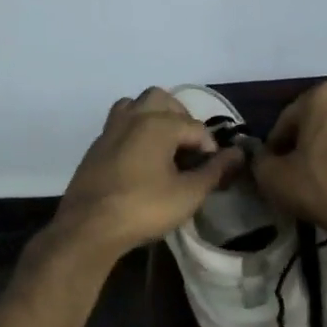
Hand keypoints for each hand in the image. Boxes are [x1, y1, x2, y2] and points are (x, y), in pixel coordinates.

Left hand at [45, 88, 243, 263]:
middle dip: (181, 118)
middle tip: (189, 148)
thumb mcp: (188, 194)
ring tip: (164, 145)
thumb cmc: (144, 208)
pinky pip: (119, 124)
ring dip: (153, 117)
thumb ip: (214, 171)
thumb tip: (238, 154)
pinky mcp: (96, 146)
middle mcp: (133, 117)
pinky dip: (134, 131)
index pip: (196, 127)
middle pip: (162, 100)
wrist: (88, 227)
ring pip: (135, 106)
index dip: (211, 149)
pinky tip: (140, 159)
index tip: (214, 172)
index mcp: (158, 123)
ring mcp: (110, 129)